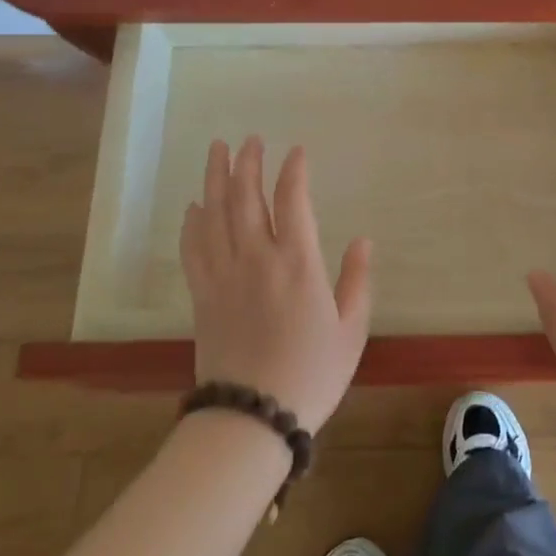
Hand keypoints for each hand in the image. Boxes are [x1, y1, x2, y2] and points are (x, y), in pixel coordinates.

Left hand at [180, 138, 371, 433]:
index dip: (293, 171)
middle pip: (246, 197)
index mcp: (298, 263)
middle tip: (249, 139)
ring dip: (216, 178)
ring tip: (218, 150)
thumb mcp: (351, 330)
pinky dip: (192, 222)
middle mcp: (257, 258)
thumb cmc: (312, 374)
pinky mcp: (203, 295)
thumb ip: (356, 281)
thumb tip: (363, 241)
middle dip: (248, 163)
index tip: (296, 151)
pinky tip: (194, 206)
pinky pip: (194, 248)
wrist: (252, 416)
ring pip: (215, 214)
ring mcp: (225, 274)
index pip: (293, 201)